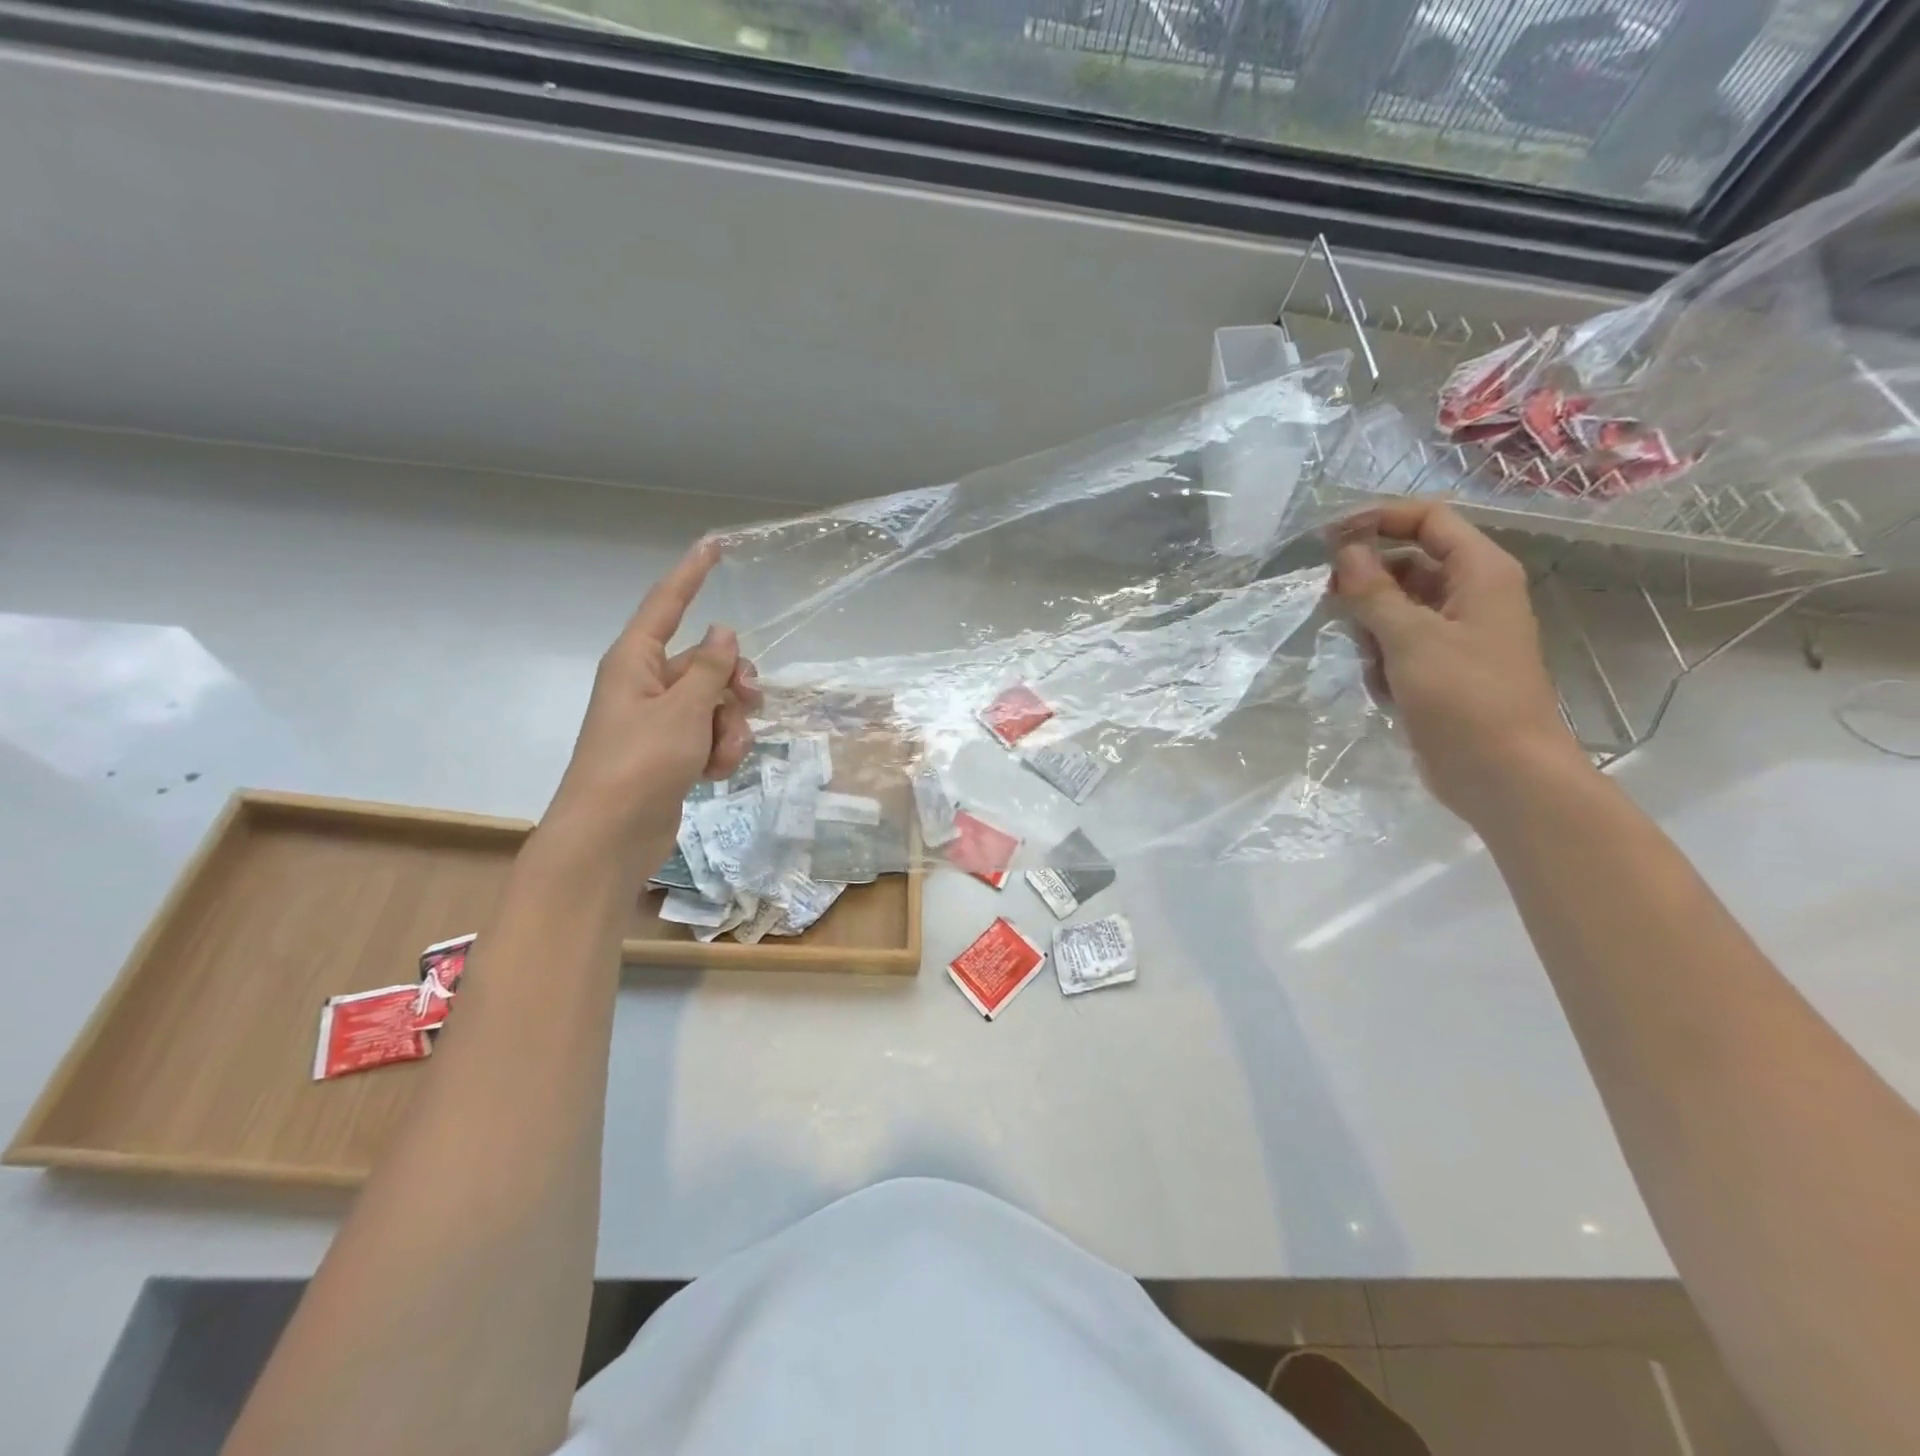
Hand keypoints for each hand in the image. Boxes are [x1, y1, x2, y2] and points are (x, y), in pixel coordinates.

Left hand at [543, 541, 760, 857]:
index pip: (667, 604)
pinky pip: (710, 734)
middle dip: (734, 682)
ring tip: (722, 753)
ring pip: (716, 703)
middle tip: (750, 700)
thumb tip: (723, 632)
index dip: (692, 574)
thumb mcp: (683, 709)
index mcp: (636, 661)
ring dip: (731, 725)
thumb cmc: (640, 763)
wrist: (612, 836)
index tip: (715, 544)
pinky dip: (720, 749)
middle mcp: (647, 684)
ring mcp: (660, 720)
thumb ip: (710, 669)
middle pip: (706, 662)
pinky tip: (715, 772)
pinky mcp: (672, 752)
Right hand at [1331, 501, 1588, 822]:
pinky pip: (1399, 645)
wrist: (1502, 774)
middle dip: (1368, 583)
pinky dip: (1382, 659)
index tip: (1328, 538)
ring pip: (1397, 608)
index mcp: (1481, 573)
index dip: (1378, 520)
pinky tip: (1382, 686)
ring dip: (1372, 627)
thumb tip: (1344, 550)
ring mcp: (1457, 634)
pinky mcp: (1441, 669)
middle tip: (1332, 603)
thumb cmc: (1464, 698)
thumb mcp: (1411, 638)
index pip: (1428, 521)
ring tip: (1369, 660)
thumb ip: (1373, 590)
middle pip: (1408, 564)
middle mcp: (1472, 595)